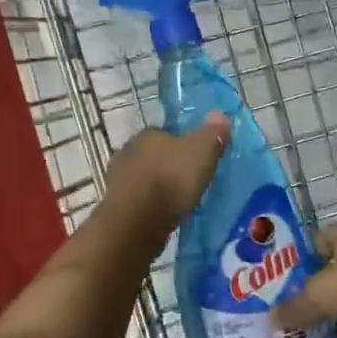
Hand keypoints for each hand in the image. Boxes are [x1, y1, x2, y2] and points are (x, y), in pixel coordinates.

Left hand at [101, 113, 231, 237]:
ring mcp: (117, 180)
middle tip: (189, 180)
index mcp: (147, 134)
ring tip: (178, 201)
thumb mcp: (201, 152)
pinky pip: (138, 200)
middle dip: (168, 166)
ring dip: (157, 187)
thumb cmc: (171, 180)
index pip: (166, 133)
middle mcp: (128, 152)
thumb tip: (220, 114)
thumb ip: (212, 134)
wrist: (137, 223)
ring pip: (144, 178)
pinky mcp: (116, 205)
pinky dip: (149, 205)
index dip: (182, 144)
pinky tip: (163, 215)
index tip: (196, 158)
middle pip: (153, 155)